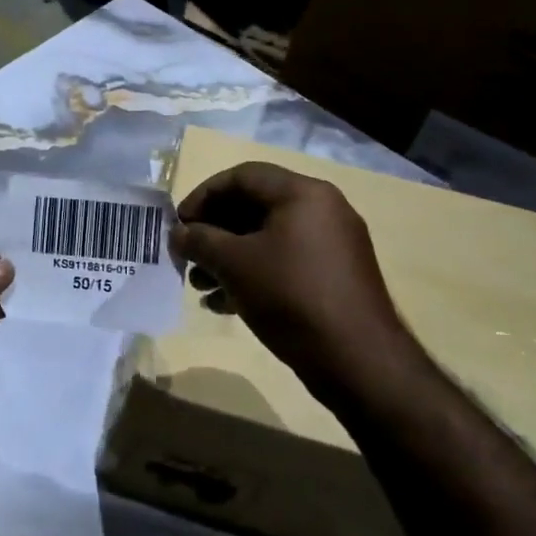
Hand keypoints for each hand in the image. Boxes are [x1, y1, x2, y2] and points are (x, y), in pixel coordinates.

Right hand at [173, 162, 411, 393]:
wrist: (357, 359)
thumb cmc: (290, 295)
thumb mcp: (233, 264)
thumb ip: (199, 241)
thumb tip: (178, 233)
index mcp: (302, 194)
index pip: (241, 176)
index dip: (203, 196)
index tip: (179, 225)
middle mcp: (322, 210)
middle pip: (253, 206)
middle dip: (213, 232)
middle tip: (187, 256)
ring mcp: (331, 245)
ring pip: (266, 238)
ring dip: (227, 257)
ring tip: (200, 286)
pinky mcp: (333, 276)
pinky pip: (284, 262)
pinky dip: (252, 274)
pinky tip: (224, 303)